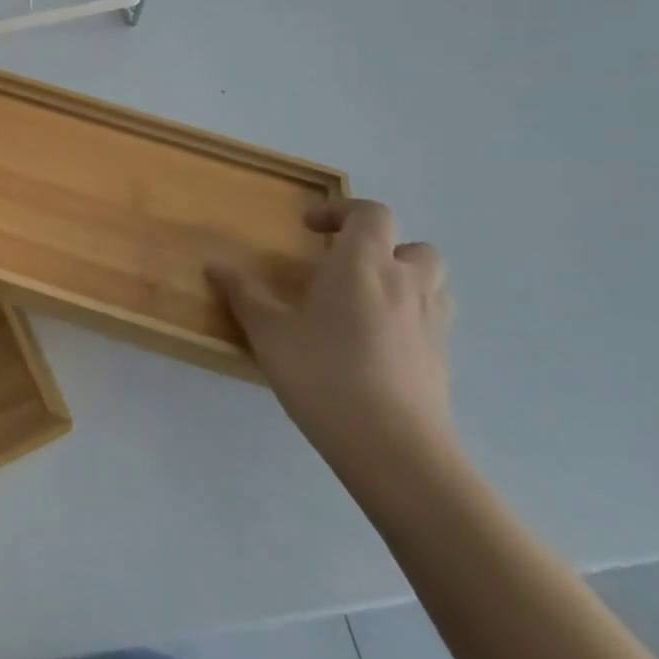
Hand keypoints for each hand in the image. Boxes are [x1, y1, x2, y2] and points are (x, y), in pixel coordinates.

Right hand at [214, 199, 454, 472]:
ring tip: (364, 301)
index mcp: (363, 263)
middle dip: (380, 247)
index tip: (309, 228)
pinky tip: (376, 342)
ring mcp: (432, 321)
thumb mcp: (269, 332)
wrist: (393, 447)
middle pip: (411, 245)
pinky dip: (409, 315)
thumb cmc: (323, 374)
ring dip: (402, 279)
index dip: (341, 210)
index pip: (369, 213)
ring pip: (430, 282)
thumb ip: (244, 294)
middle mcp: (406, 282)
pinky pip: (431, 318)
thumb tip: (215, 265)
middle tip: (343, 267)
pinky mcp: (442, 357)